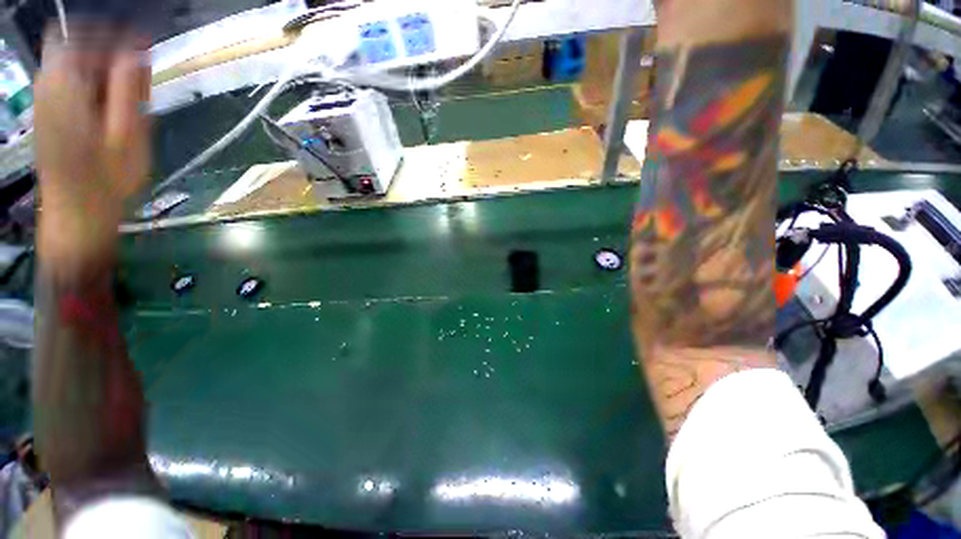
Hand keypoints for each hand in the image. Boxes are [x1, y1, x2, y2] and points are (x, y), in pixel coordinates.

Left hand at [35, 27, 150, 265]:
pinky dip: (93, 88)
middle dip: (109, 55)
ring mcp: (46, 101)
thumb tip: (135, 51)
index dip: (110, 31)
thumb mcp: (127, 134)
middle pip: (77, 47)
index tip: (138, 43)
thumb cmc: (106, 179)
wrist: (77, 216)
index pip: (80, 31)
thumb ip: (128, 88)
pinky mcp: (49, 115)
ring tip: (128, 101)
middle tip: (138, 79)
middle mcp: (49, 84)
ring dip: (103, 75)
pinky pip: (71, 85)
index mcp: (64, 84)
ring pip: (75, 66)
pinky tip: (111, 110)